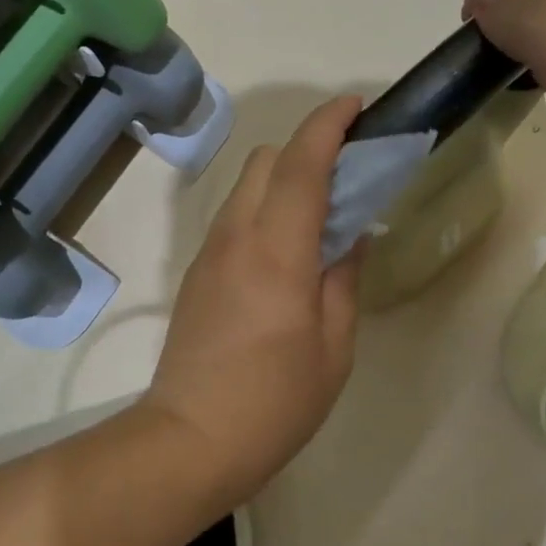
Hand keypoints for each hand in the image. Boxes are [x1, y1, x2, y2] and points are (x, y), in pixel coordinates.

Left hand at [146, 97, 364, 492]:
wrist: (189, 439)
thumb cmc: (275, 401)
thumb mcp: (334, 346)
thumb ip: (344, 279)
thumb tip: (351, 236)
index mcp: (276, 251)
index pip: (301, 164)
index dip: (328, 125)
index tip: (356, 106)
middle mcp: (236, 237)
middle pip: (266, 160)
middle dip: (307, 148)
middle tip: (348, 176)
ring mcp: (210, 253)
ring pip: (246, 186)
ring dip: (284, 179)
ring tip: (321, 214)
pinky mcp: (197, 272)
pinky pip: (235, 217)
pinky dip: (266, 208)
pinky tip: (289, 248)